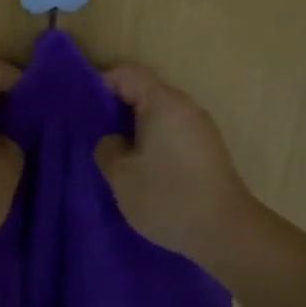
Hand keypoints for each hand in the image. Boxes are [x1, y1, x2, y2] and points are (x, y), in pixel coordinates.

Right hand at [96, 64, 260, 267]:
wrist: (226, 232)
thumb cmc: (168, 197)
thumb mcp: (120, 174)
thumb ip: (106, 147)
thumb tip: (113, 140)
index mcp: (162, 102)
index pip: (126, 74)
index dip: (98, 84)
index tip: (79, 109)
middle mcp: (184, 107)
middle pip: (143, 92)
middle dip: (114, 109)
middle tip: (90, 133)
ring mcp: (199, 128)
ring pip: (157, 115)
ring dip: (132, 129)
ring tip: (112, 154)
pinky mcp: (206, 150)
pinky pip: (170, 133)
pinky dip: (151, 142)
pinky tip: (139, 169)